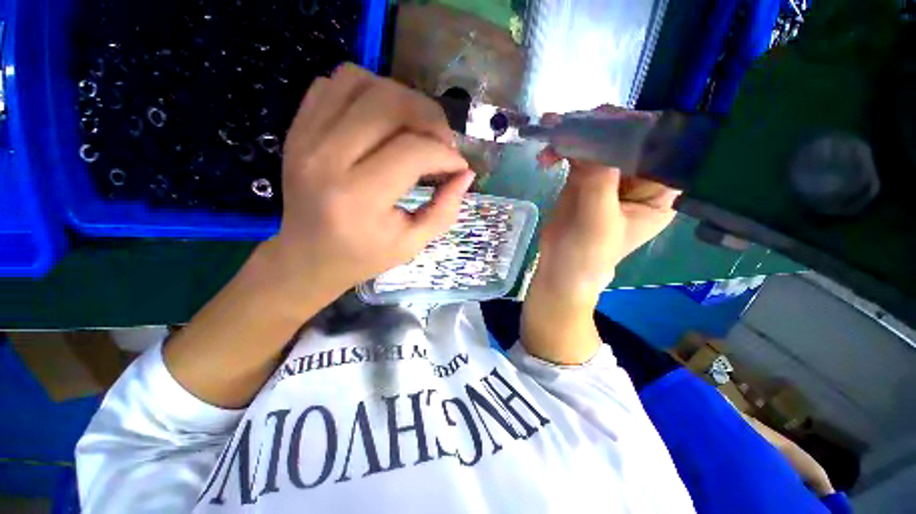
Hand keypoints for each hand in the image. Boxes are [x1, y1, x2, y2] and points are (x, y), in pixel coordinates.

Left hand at [266, 64, 474, 296]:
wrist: (307, 256)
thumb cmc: (363, 256)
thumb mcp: (412, 243)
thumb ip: (445, 210)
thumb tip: (466, 174)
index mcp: (358, 198)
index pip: (413, 152)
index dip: (446, 155)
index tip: (458, 167)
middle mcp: (327, 159)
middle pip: (389, 104)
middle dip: (430, 117)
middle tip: (442, 142)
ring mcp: (306, 137)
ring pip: (361, 81)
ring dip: (401, 98)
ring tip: (414, 128)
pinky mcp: (298, 128)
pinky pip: (335, 84)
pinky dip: (368, 92)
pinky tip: (382, 121)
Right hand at [531, 109, 678, 305]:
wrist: (559, 269)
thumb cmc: (587, 254)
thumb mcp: (597, 221)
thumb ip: (599, 181)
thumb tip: (591, 138)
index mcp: (658, 192)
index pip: (660, 149)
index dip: (639, 128)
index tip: (610, 119)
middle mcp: (638, 180)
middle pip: (627, 140)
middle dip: (600, 127)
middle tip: (574, 120)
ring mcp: (609, 178)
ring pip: (599, 144)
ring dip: (575, 135)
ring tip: (550, 130)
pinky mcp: (585, 180)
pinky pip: (577, 156)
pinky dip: (562, 150)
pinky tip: (546, 154)